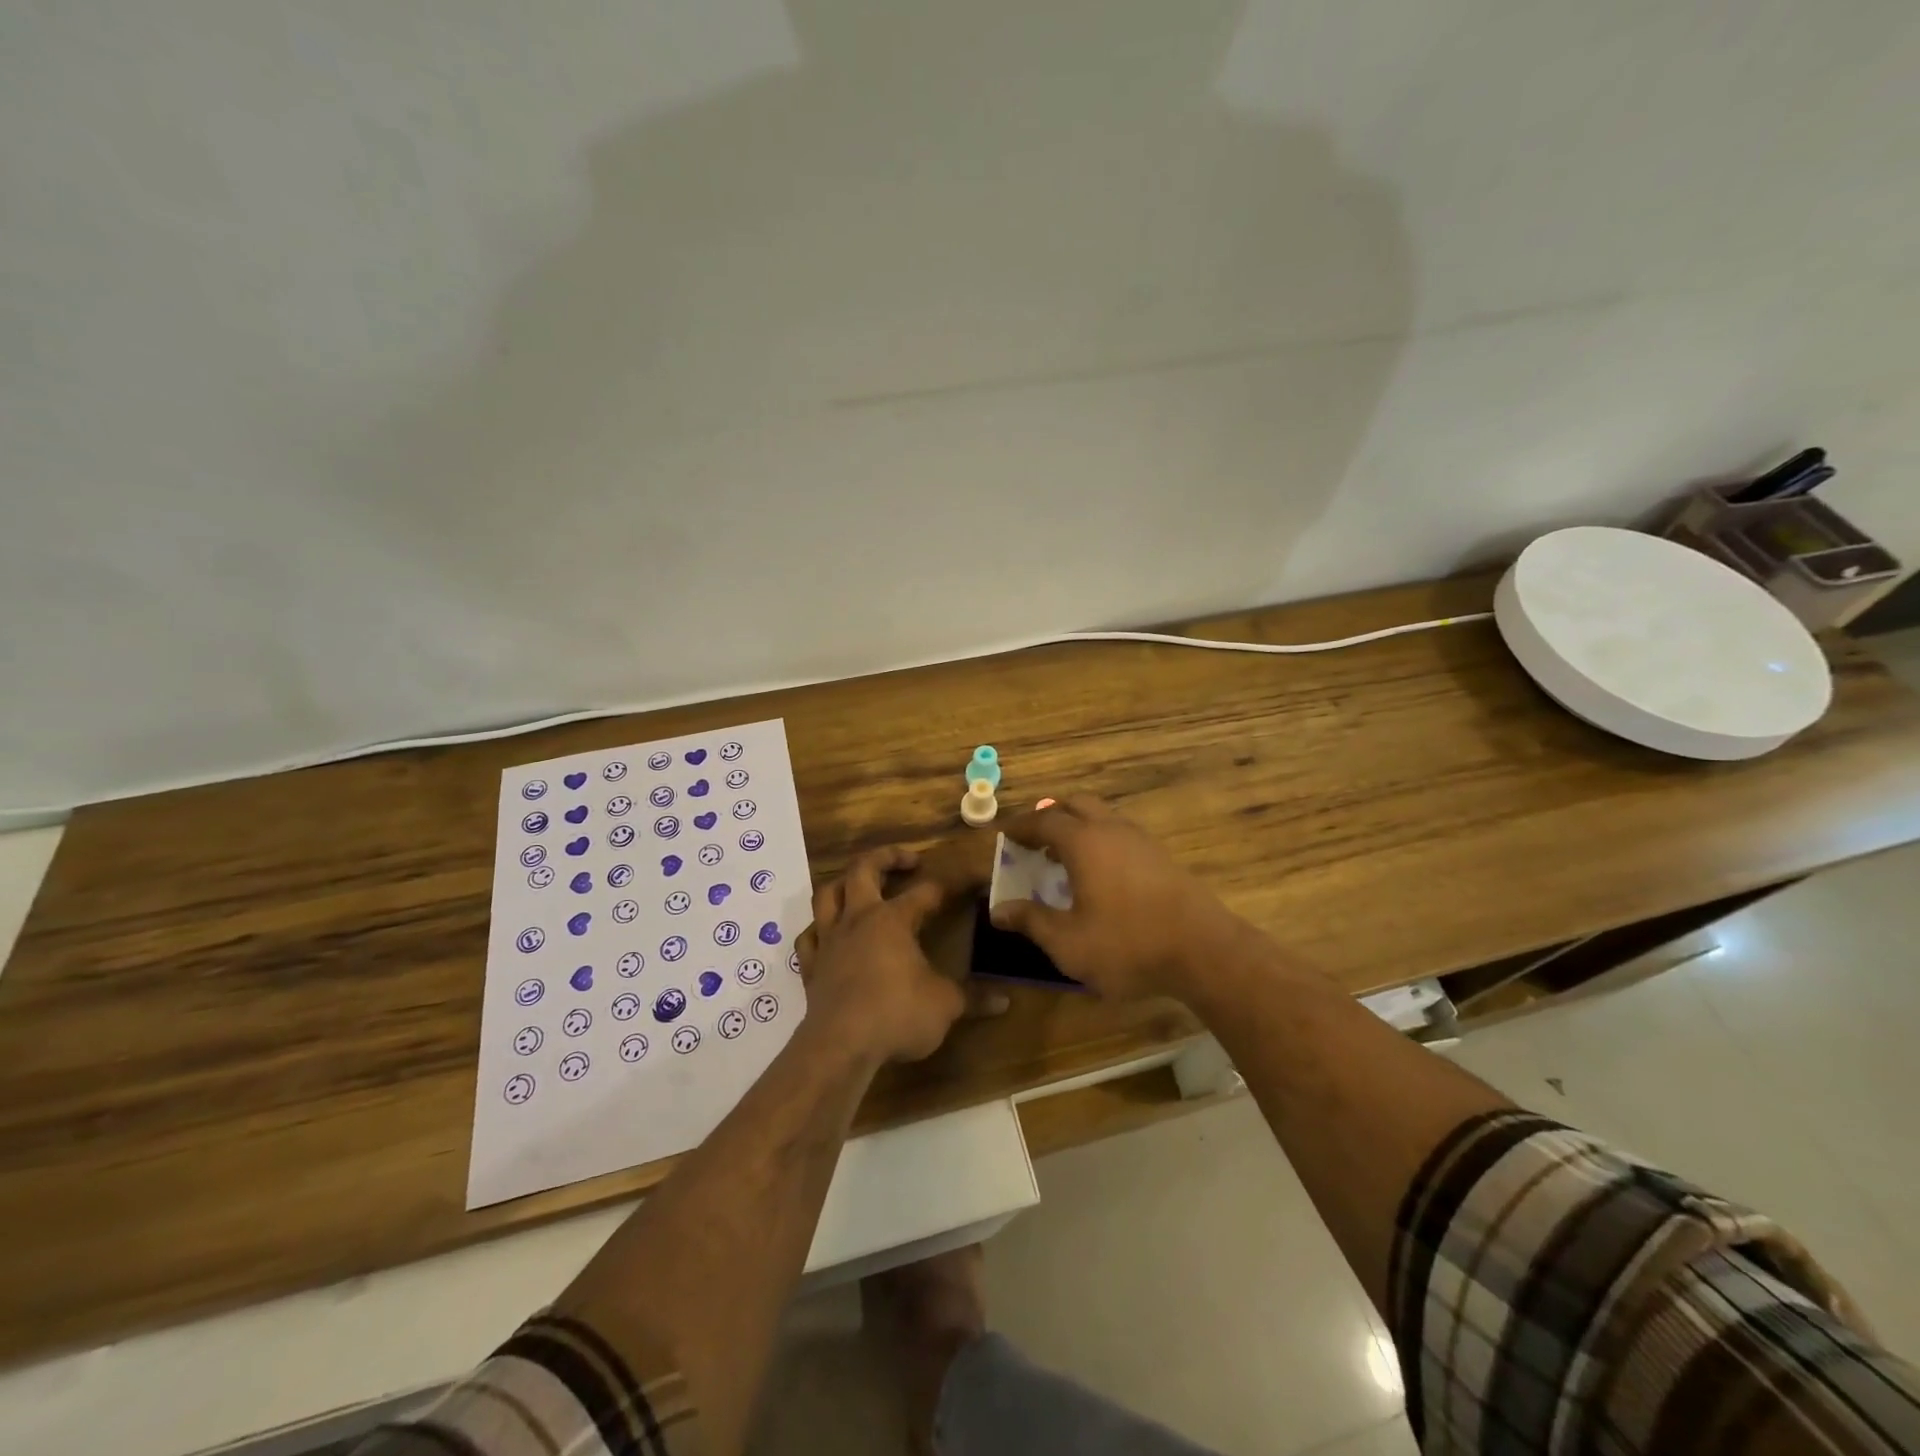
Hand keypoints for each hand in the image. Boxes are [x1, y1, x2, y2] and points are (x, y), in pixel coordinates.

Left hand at [795, 847, 972, 1063]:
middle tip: (908, 860)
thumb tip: (1005, 1001)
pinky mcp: (811, 966)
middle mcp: (858, 919)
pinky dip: (818, 929)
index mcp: (893, 919)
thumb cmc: (897, 1015)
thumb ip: (973, 998)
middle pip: (864, 870)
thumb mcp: (945, 1006)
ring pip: (827, 894)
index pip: (925, 892)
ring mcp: (830, 940)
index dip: (948, 885)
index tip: (967, 880)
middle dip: (886, 857)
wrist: (840, 1046)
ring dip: (843, 884)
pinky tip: (826, 934)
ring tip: (859, 885)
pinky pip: (808, 937)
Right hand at [988, 797, 1244, 1000]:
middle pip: (1074, 804)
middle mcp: (1111, 829)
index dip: (1019, 826)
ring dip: (1076, 826)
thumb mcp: (1068, 942)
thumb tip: (999, 909)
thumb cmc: (1128, 945)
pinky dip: (1099, 839)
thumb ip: (1032, 921)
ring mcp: (1140, 839)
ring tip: (1061, 856)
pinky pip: (1119, 832)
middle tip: (1032, 839)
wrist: (1204, 950)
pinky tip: (1097, 872)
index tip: (1003, 836)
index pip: (1043, 820)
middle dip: (1049, 815)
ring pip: (1101, 815)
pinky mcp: (1161, 855)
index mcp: (1083, 842)